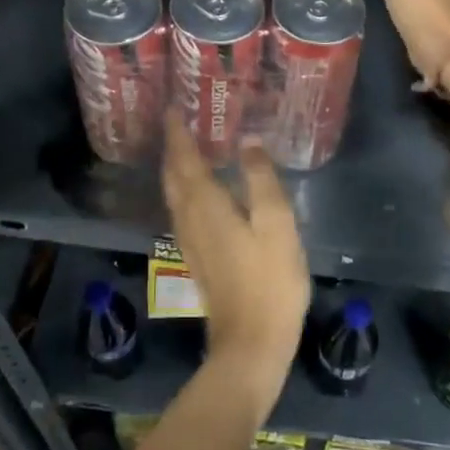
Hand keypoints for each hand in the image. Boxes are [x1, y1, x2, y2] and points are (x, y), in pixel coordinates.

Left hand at [161, 112, 309, 415]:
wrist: (251, 342)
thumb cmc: (270, 281)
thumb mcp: (276, 224)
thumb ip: (260, 179)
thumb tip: (247, 141)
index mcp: (205, 204)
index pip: (183, 157)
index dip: (177, 131)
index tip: (173, 106)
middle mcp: (188, 217)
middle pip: (173, 174)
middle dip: (174, 146)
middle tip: (181, 120)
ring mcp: (189, 239)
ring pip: (174, 193)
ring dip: (177, 166)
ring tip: (189, 145)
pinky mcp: (196, 256)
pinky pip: (182, 208)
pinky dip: (185, 188)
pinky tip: (200, 189)